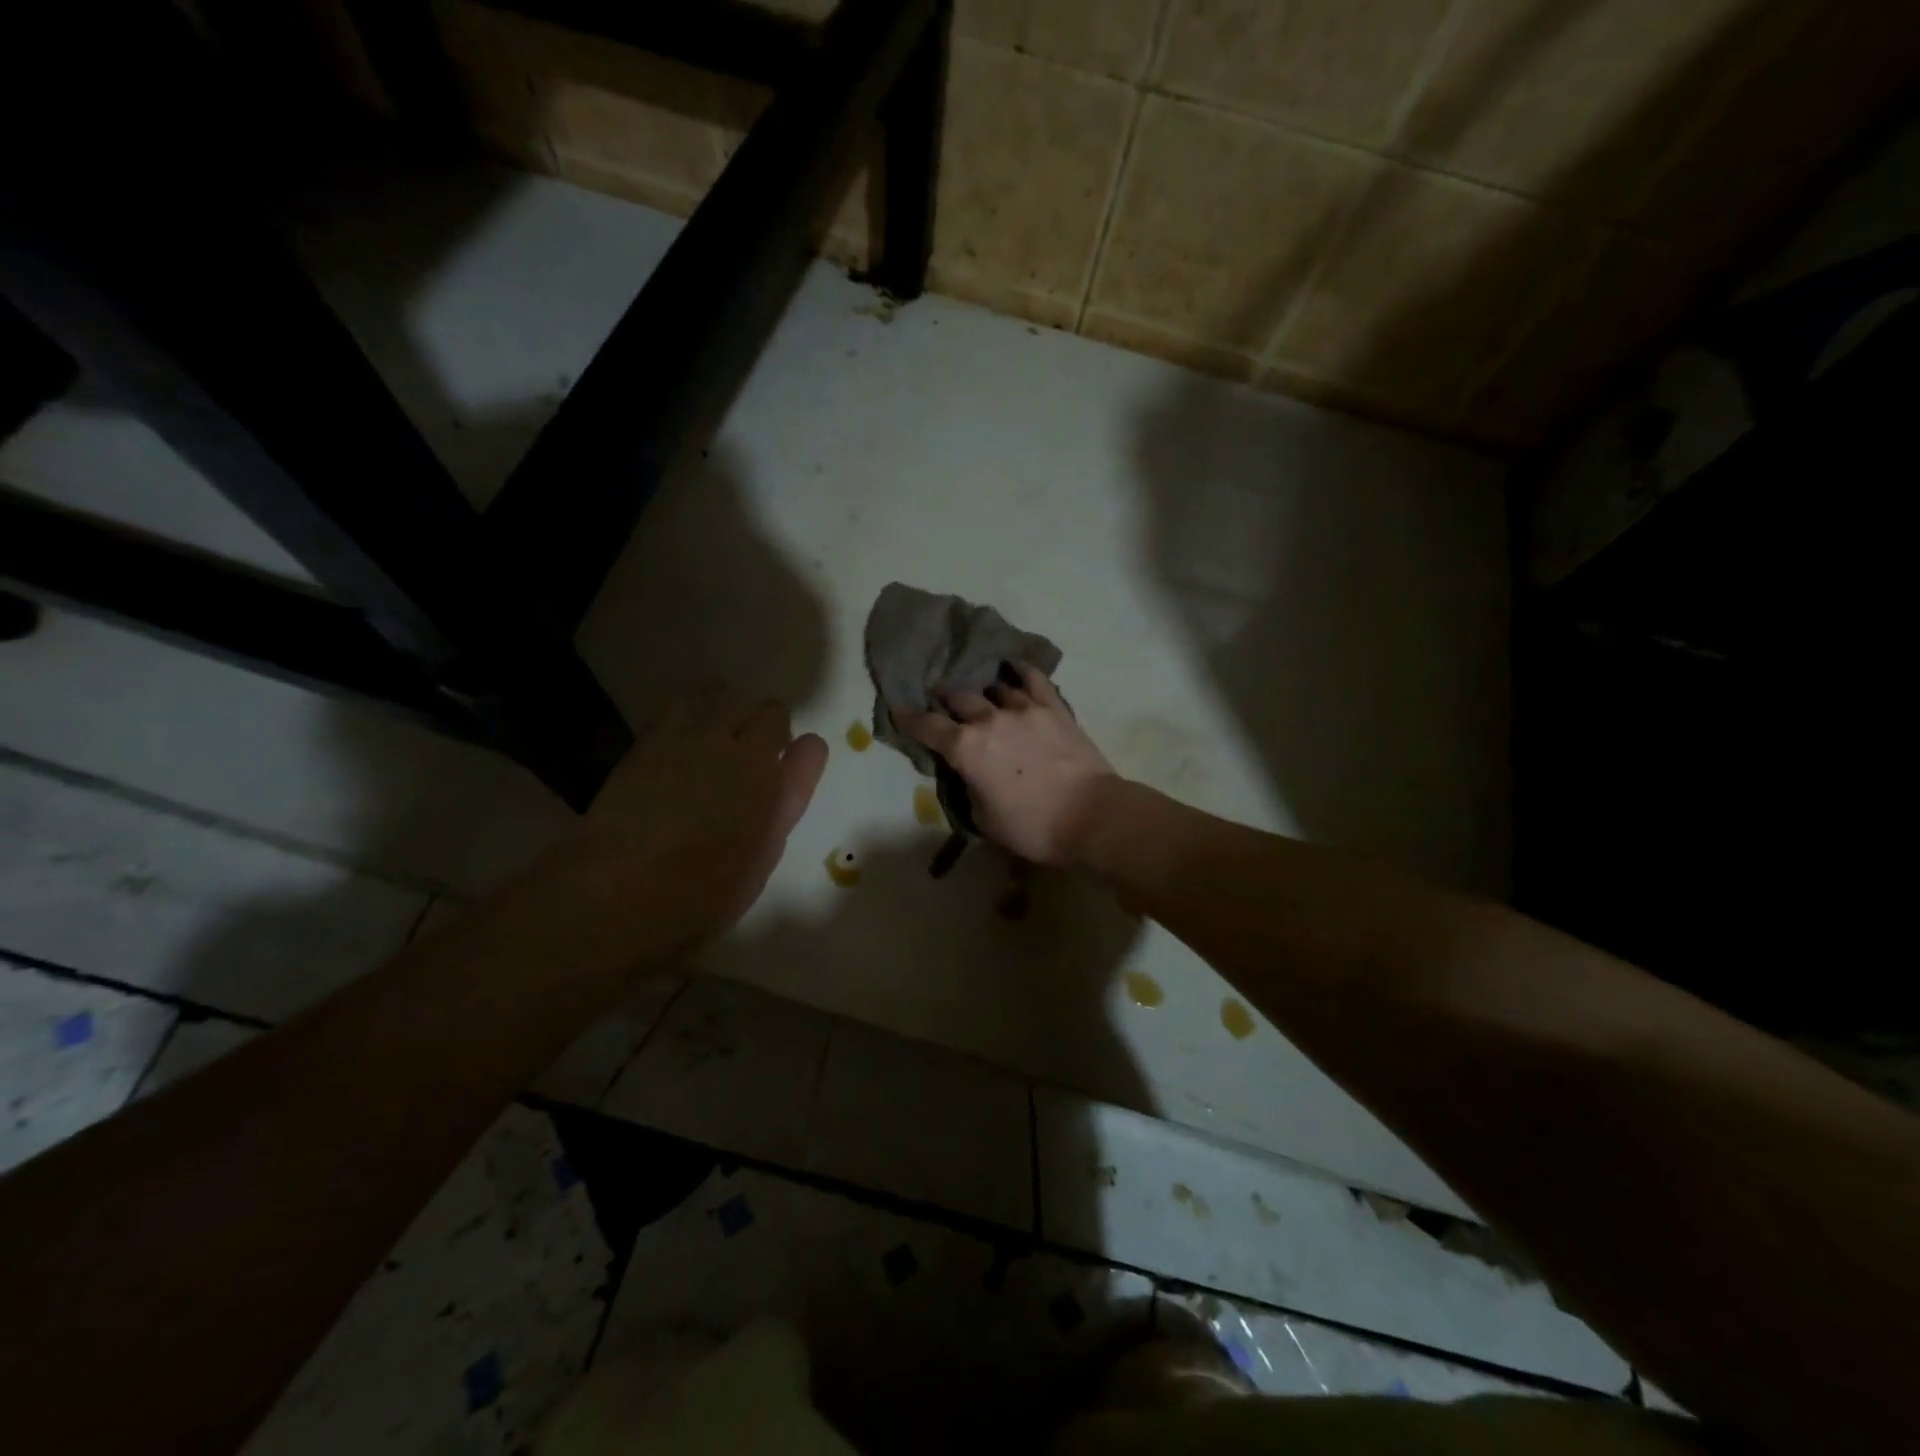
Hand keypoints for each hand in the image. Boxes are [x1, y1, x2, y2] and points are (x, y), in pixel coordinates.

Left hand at [556, 686, 827, 959]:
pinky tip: (681, 741)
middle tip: (749, 759)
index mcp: (771, 785)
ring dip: (728, 711)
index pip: (809, 746)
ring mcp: (690, 738)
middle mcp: (737, 750)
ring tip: (714, 740)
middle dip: (767, 729)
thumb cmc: (700, 894)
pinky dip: (690, 711)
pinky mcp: (650, 739)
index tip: (788, 769)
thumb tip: (798, 762)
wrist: (617, 894)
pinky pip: (679, 702)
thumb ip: (784, 803)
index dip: (802, 755)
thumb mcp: (761, 856)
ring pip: (722, 693)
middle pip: (769, 709)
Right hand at [897, 666, 1117, 867]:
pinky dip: (1021, 672)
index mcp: (966, 749)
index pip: (928, 728)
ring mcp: (1024, 709)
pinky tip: (1016, 669)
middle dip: (945, 698)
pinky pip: (1035, 680)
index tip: (900, 710)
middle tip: (940, 697)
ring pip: (995, 688)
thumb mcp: (983, 818)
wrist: (1090, 816)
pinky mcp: (1054, 709)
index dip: (910, 719)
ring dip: (983, 691)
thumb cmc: (1032, 827)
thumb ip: (969, 788)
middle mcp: (989, 720)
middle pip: (959, 699)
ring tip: (982, 693)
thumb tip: (969, 773)